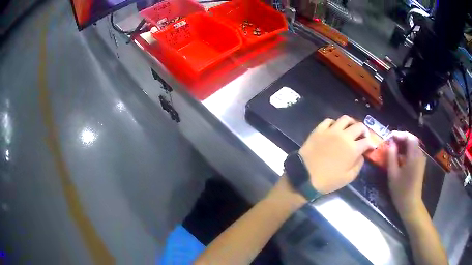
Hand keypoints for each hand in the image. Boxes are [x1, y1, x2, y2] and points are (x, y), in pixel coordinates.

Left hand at [298, 115, 374, 193]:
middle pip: (359, 126)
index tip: (371, 146)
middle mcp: (344, 136)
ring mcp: (331, 131)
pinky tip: (335, 129)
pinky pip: (329, 120)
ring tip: (350, 129)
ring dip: (351, 123)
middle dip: (364, 130)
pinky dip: (335, 123)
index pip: (367, 141)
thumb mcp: (348, 178)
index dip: (371, 143)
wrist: (305, 176)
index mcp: (353, 149)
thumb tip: (361, 155)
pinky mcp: (319, 129)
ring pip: (345, 119)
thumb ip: (358, 165)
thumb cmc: (328, 180)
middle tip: (363, 136)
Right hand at [387, 131, 426, 216]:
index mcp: (414, 156)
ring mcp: (421, 160)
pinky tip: (400, 157)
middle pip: (412, 140)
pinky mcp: (420, 165)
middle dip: (401, 138)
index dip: (399, 134)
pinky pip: (414, 152)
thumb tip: (390, 144)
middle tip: (391, 142)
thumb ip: (391, 156)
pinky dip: (407, 151)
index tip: (390, 136)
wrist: (411, 204)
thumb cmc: (401, 190)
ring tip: (394, 148)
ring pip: (413, 146)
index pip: (409, 137)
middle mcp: (420, 155)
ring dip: (404, 144)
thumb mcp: (393, 174)